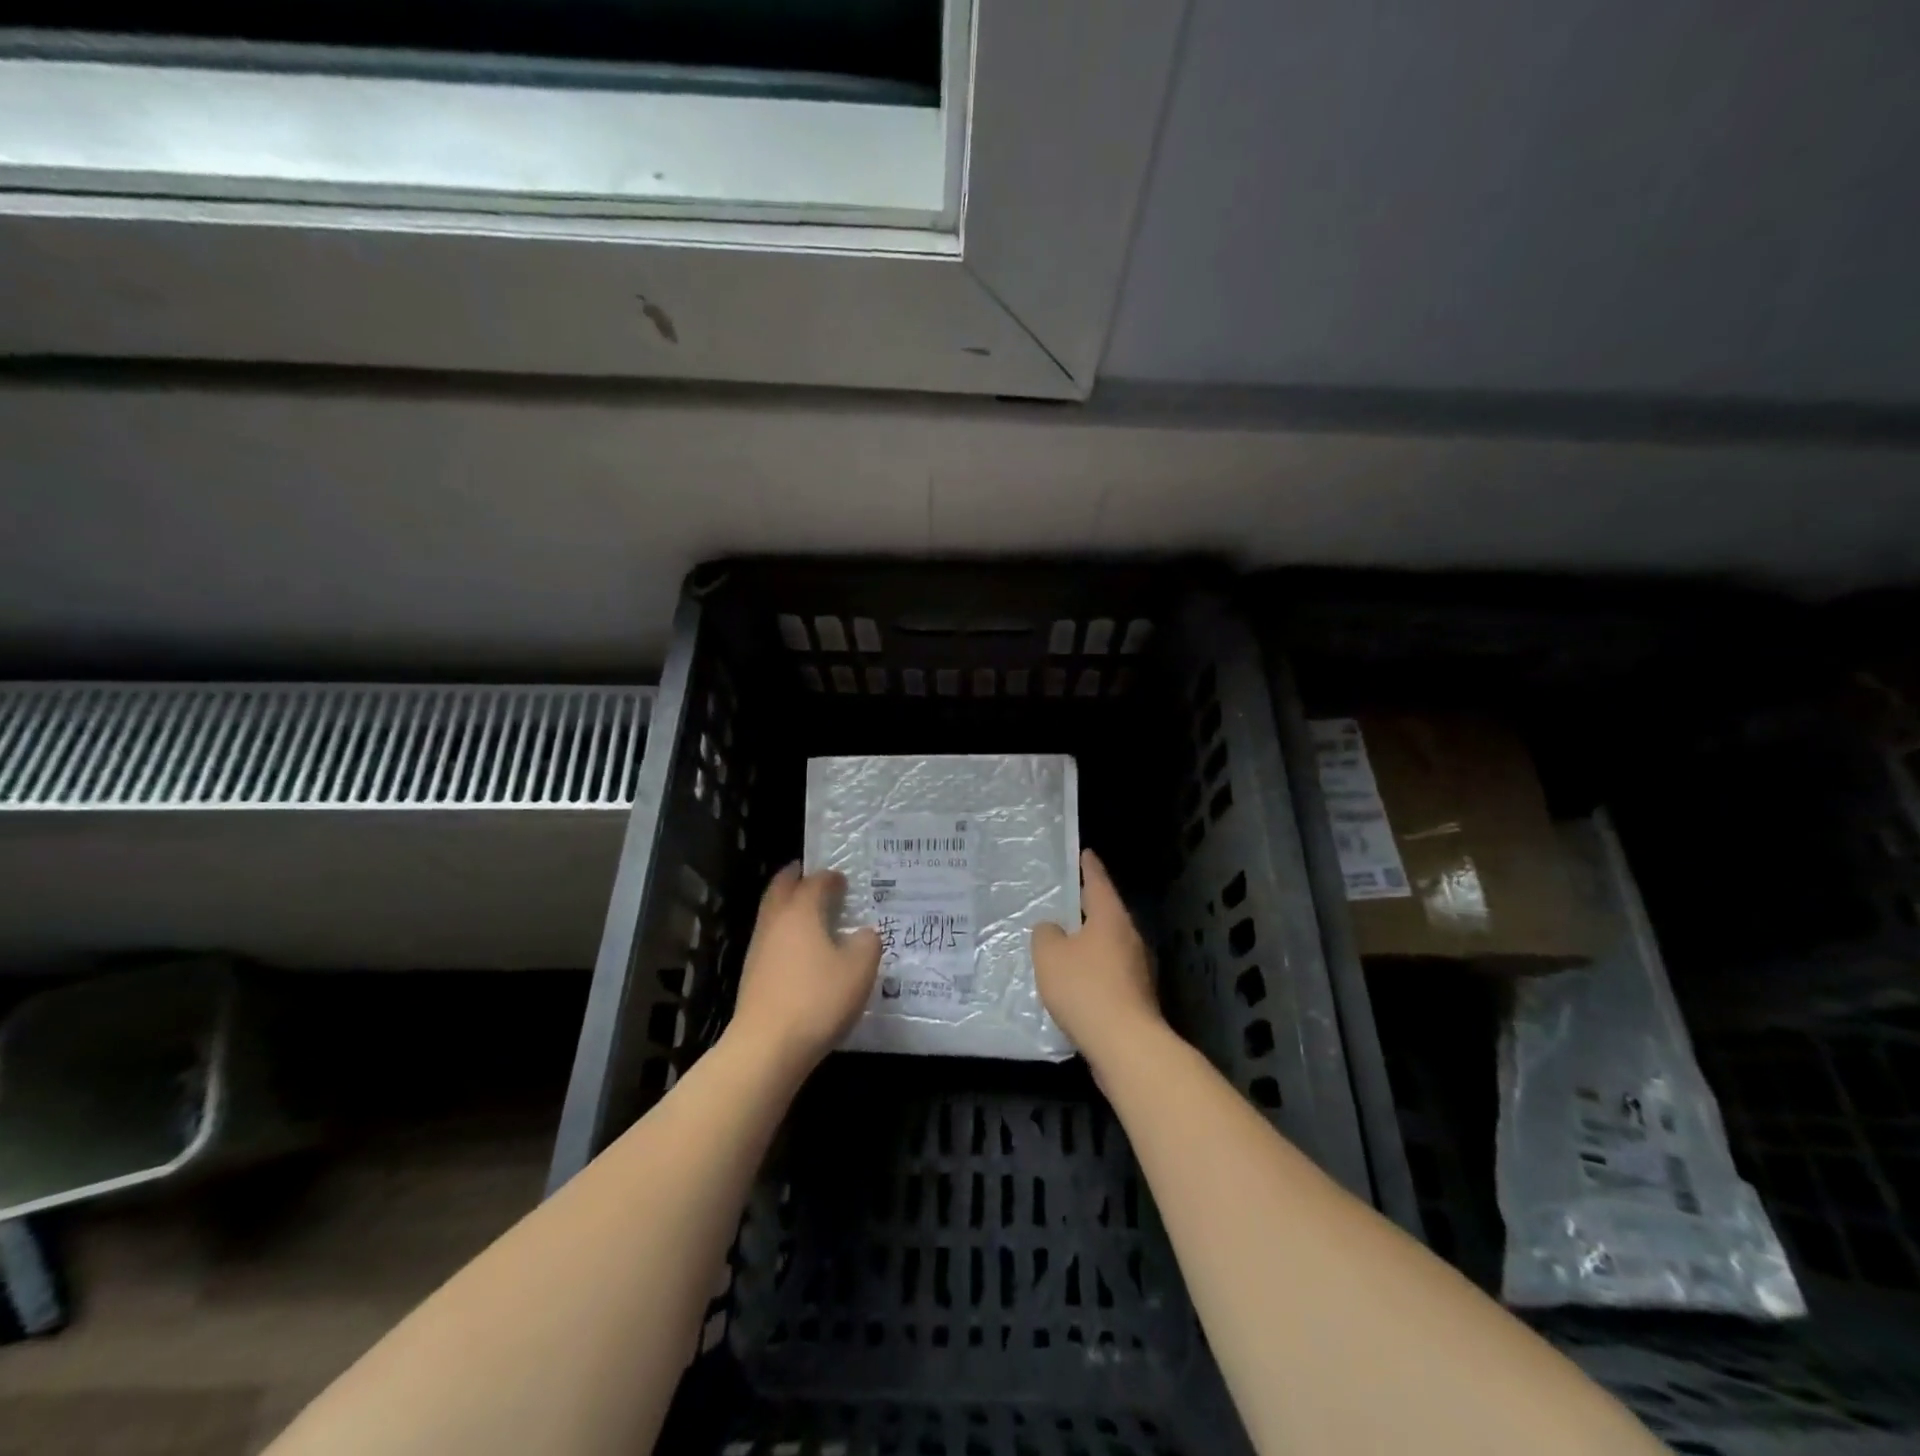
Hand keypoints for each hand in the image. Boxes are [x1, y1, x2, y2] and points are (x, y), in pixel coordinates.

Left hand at [727, 865, 879, 1076]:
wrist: (767, 1047)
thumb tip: (863, 934)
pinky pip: (771, 940)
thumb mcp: (859, 969)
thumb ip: (867, 943)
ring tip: (809, 912)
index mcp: (800, 911)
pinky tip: (801, 951)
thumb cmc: (817, 999)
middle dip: (795, 878)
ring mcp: (759, 949)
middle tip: (810, 875)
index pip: (815, 882)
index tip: (843, 879)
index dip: (830, 877)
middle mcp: (775, 922)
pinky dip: (785, 934)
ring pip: (772, 914)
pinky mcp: (752, 976)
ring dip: (788, 906)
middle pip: (780, 888)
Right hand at [1032, 849, 1163, 1071]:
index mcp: (1110, 918)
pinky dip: (1093, 970)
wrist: (1126, 1045)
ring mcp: (1137, 969)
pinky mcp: (1136, 997)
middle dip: (1086, 907)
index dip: (1089, 867)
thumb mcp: (1050, 955)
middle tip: (1064, 900)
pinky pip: (1109, 972)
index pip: (1098, 882)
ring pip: (1108, 945)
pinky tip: (1075, 982)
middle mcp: (1129, 937)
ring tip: (1063, 943)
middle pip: (1106, 914)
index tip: (1085, 853)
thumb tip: (1054, 931)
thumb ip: (1046, 935)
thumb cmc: (1085, 988)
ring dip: (1088, 942)